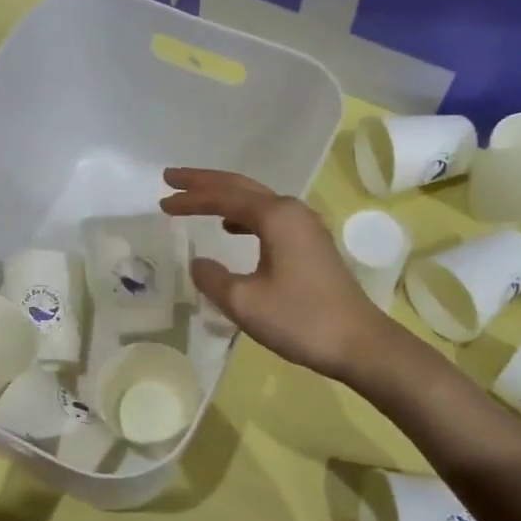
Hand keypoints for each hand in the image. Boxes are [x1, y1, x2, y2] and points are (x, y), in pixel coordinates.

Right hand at [160, 168, 396, 381]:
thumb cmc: (300, 319)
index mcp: (276, 217)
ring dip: (223, 198)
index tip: (162, 200)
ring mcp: (305, 227)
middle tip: (171, 178)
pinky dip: (243, 216)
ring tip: (195, 200)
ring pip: (256, 200)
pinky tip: (232, 229)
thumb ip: (212, 278)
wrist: (358, 343)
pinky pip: (268, 217)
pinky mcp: (311, 244)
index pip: (224, 198)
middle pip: (241, 187)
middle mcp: (292, 211)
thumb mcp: (244, 302)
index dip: (191, 198)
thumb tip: (198, 263)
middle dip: (204, 182)